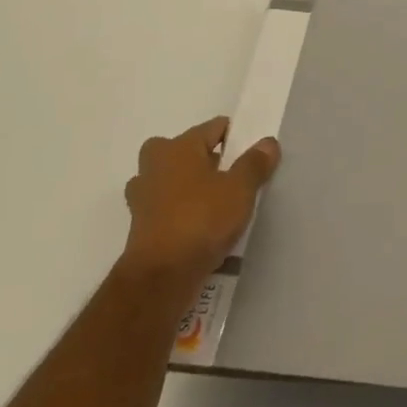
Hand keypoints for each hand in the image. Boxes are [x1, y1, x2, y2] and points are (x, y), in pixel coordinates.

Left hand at [120, 117, 279, 298]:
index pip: (213, 128)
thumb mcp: (240, 189)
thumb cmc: (201, 220)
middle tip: (229, 177)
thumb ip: (255, 163)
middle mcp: (154, 165)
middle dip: (205, 159)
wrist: (160, 278)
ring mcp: (142, 196)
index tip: (251, 155)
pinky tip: (199, 226)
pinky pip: (165, 206)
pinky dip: (179, 211)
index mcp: (178, 147)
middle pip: (185, 150)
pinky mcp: (139, 225)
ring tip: (214, 203)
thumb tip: (267, 142)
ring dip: (188, 186)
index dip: (235, 137)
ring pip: (171, 179)